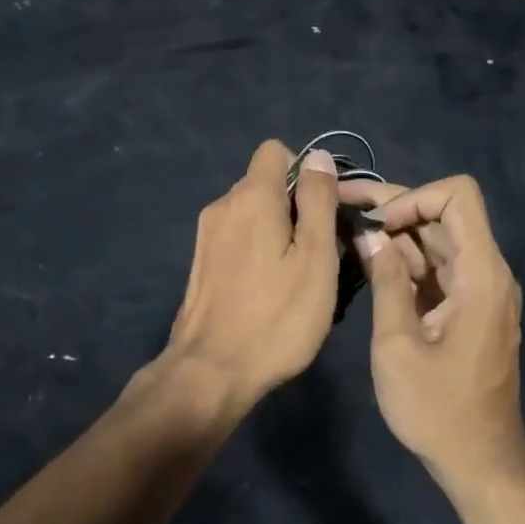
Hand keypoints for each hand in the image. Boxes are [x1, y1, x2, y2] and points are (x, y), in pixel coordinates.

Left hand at [160, 140, 339, 412]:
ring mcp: (206, 235)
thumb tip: (318, 157)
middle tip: (319, 250)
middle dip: (295, 204)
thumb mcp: (315, 258)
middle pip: (265, 183)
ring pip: (251, 212)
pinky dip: (257, 249)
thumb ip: (318, 201)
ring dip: (277, 230)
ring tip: (296, 274)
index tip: (323, 209)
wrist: (211, 372)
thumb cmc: (277, 316)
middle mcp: (223, 205)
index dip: (305, 172)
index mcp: (252, 197)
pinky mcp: (201, 262)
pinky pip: (237, 237)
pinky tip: (268, 289)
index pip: (275, 151)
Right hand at [337, 174, 524, 490]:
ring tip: (343, 229)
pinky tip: (366, 261)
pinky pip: (435, 268)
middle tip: (339, 204)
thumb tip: (367, 234)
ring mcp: (477, 290)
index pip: (459, 196)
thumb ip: (384, 281)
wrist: (479, 465)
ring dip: (394, 233)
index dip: (415, 197)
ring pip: (435, 239)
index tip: (379, 225)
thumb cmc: (438, 410)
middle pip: (442, 214)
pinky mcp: (465, 308)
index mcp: (480, 274)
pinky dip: (403, 260)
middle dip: (392, 207)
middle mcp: (486, 272)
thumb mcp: (397, 344)